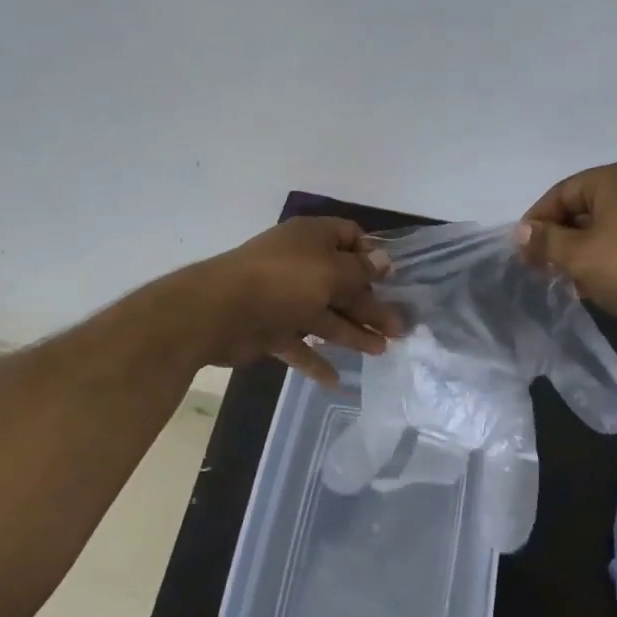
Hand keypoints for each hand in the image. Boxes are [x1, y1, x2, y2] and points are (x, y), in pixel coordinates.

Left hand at [184, 217, 399, 386]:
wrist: (217, 312)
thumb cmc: (283, 281)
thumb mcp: (331, 272)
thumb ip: (360, 272)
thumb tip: (383, 261)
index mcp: (312, 239)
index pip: (349, 237)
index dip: (371, 255)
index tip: (391, 279)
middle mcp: (299, 264)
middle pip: (343, 283)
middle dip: (371, 305)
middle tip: (399, 329)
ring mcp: (283, 298)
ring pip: (325, 315)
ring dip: (353, 333)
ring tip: (381, 351)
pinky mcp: (270, 329)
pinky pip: (299, 344)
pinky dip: (316, 360)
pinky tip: (336, 379)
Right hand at [515, 160, 616, 331]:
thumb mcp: (578, 256)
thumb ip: (545, 241)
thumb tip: (521, 231)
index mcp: (615, 178)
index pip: (561, 193)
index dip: (537, 222)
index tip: (522, 252)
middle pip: (582, 208)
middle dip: (558, 239)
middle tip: (540, 268)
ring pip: (603, 227)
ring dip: (579, 252)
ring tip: (565, 281)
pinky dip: (604, 258)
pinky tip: (594, 285)